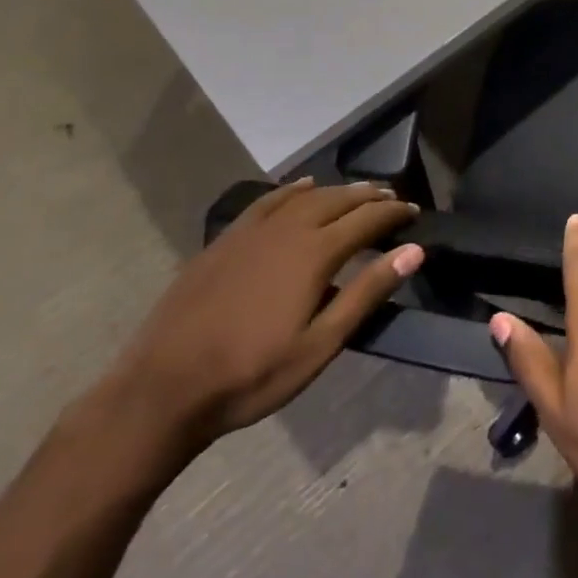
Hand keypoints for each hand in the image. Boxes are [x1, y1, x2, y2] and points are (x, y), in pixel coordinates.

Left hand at [105, 178, 421, 453]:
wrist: (162, 390)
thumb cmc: (251, 374)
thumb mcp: (320, 344)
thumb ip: (368, 293)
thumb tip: (413, 251)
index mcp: (313, 253)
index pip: (367, 219)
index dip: (394, 213)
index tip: (414, 213)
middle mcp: (286, 230)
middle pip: (338, 200)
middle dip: (370, 196)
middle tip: (393, 198)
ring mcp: (250, 232)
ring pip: (304, 196)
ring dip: (337, 190)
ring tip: (358, 192)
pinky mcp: (225, 240)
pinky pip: (268, 200)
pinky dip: (293, 189)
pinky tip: (302, 187)